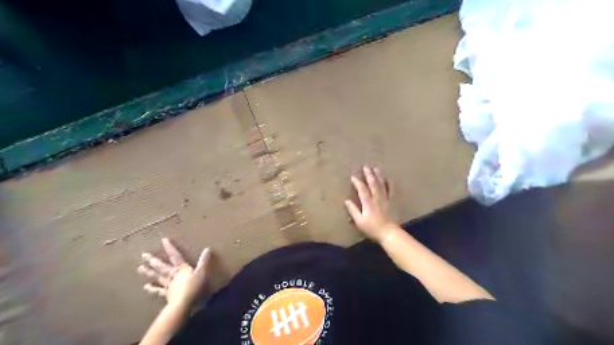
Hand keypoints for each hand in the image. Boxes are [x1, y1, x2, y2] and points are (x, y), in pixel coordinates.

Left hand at [138, 239, 210, 308]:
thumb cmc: (193, 287)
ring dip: (149, 272)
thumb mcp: (202, 272)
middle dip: (154, 260)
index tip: (163, 240)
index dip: (170, 248)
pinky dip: (152, 289)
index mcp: (181, 268)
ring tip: (140, 268)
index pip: (175, 256)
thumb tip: (207, 248)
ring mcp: (168, 285)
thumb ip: (204, 260)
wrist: (183, 303)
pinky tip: (145, 287)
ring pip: (158, 277)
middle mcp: (172, 275)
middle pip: (162, 266)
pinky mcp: (166, 294)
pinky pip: (158, 291)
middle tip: (143, 255)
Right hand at [344, 165, 397, 241]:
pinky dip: (390, 183)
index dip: (357, 182)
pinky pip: (391, 190)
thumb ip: (353, 210)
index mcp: (368, 203)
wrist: (388, 233)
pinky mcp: (391, 201)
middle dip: (368, 174)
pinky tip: (388, 178)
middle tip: (365, 166)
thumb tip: (347, 201)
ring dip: (378, 175)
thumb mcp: (359, 221)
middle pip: (373, 183)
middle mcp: (377, 198)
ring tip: (376, 168)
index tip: (353, 176)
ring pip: (382, 184)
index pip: (362, 189)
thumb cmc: (372, 228)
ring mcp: (385, 199)